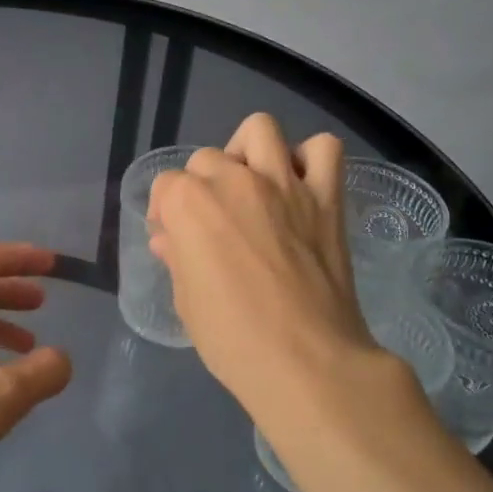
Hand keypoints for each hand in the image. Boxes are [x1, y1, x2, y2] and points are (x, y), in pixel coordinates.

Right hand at [148, 114, 384, 415]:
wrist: (306, 361)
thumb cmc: (233, 339)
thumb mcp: (187, 301)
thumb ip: (177, 258)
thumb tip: (169, 239)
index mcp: (189, 204)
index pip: (166, 186)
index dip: (166, 212)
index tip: (174, 239)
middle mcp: (233, 180)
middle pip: (207, 158)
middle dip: (202, 185)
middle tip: (215, 223)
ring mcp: (283, 183)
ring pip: (260, 130)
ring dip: (250, 151)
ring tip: (253, 185)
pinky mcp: (326, 197)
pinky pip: (324, 149)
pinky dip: (310, 159)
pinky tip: (300, 186)